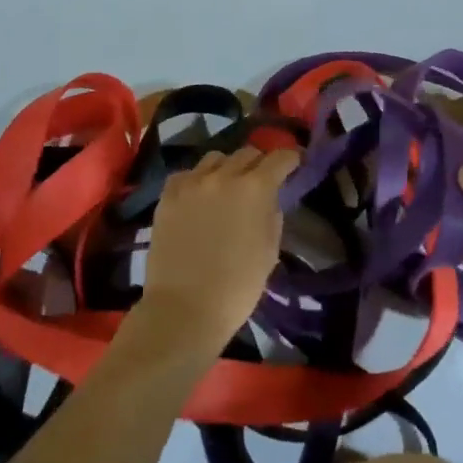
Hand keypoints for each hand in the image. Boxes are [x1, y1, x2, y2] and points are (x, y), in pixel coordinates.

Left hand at [136, 147, 295, 354]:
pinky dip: (197, 179)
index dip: (290, 158)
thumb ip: (272, 213)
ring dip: (227, 168)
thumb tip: (268, 197)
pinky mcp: (168, 195)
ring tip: (226, 186)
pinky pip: (187, 174)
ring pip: (215, 158)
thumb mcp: (269, 250)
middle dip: (258, 163)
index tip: (294, 162)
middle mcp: (224, 175)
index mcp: (255, 188)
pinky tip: (198, 196)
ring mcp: (193, 182)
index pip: (279, 158)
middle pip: (247, 153)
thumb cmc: (237, 287)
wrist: (184, 309)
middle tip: (260, 180)